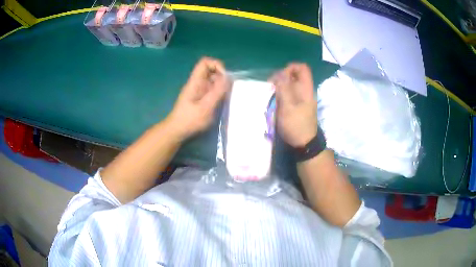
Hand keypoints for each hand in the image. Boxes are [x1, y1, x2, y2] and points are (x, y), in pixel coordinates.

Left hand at [166, 57, 229, 140]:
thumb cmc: (189, 120)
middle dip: (222, 77)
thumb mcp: (205, 107)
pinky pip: (212, 90)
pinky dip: (219, 93)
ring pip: (213, 81)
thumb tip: (228, 78)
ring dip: (222, 86)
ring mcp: (199, 91)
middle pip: (211, 71)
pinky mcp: (201, 99)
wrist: (177, 132)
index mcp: (195, 81)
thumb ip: (217, 92)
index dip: (216, 65)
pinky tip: (222, 103)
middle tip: (228, 89)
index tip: (225, 77)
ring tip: (227, 97)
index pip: (205, 62)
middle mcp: (197, 83)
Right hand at [271, 63, 316, 147]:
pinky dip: (281, 94)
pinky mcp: (296, 105)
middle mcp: (305, 91)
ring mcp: (301, 98)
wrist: (303, 144)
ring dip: (280, 87)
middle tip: (272, 87)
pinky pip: (288, 93)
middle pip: (294, 75)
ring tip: (271, 94)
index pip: (302, 68)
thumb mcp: (288, 107)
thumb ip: (284, 89)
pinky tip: (274, 101)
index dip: (290, 68)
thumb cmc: (296, 125)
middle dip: (281, 78)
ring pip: (290, 84)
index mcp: (306, 89)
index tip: (280, 77)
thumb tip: (280, 73)